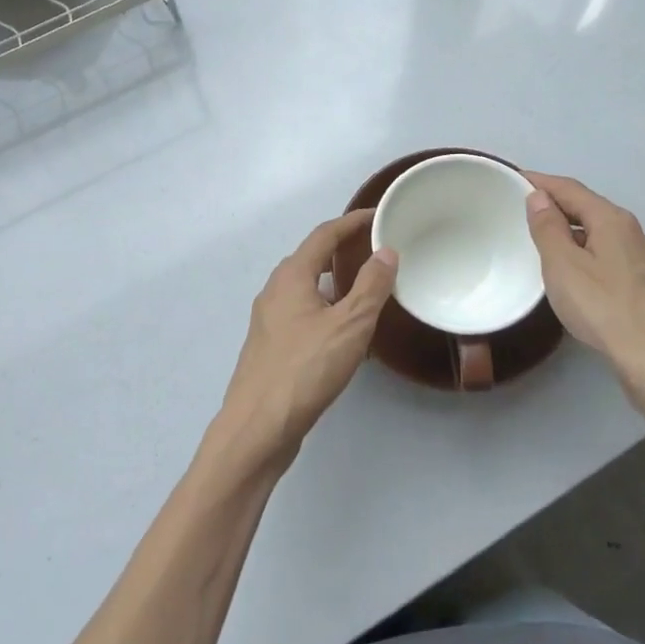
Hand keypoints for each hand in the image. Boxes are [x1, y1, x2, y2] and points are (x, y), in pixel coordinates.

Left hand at [219, 210, 396, 464]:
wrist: (258, 427)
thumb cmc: (305, 369)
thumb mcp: (349, 325)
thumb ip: (371, 286)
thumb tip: (386, 252)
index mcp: (291, 277)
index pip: (324, 235)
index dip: (352, 222)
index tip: (378, 216)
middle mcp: (274, 291)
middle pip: (312, 259)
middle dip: (342, 252)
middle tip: (376, 253)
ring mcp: (268, 320)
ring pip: (307, 290)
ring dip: (335, 285)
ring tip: (366, 293)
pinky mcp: (270, 347)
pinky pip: (302, 315)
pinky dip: (325, 311)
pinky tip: (344, 335)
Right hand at [522, 173, 644, 419]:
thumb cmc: (605, 309)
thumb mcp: (563, 266)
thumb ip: (548, 229)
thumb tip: (539, 197)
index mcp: (612, 220)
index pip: (570, 189)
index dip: (541, 182)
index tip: (513, 178)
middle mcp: (634, 233)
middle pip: (589, 208)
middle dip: (556, 205)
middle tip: (522, 210)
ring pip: (601, 235)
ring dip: (572, 232)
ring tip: (543, 241)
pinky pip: (610, 257)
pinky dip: (587, 253)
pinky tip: (576, 274)